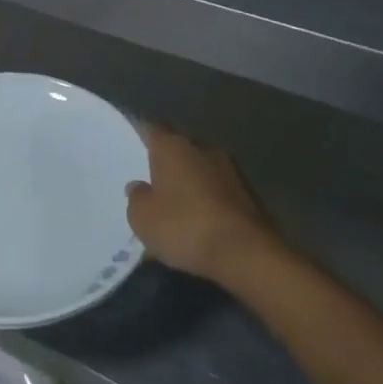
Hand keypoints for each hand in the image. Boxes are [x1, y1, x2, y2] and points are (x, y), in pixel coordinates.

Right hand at [126, 127, 282, 286]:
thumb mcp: (143, 219)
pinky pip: (220, 189)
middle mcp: (203, 148)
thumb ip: (136, 198)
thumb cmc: (184, 227)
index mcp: (172, 146)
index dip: (140, 136)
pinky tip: (202, 218)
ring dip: (191, 181)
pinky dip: (210, 199)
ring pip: (202, 168)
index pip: (151, 130)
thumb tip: (138, 186)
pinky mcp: (251, 193)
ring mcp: (231, 169)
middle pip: (179, 147)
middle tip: (153, 179)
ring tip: (178, 202)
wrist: (246, 253)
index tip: (132, 146)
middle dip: (168, 161)